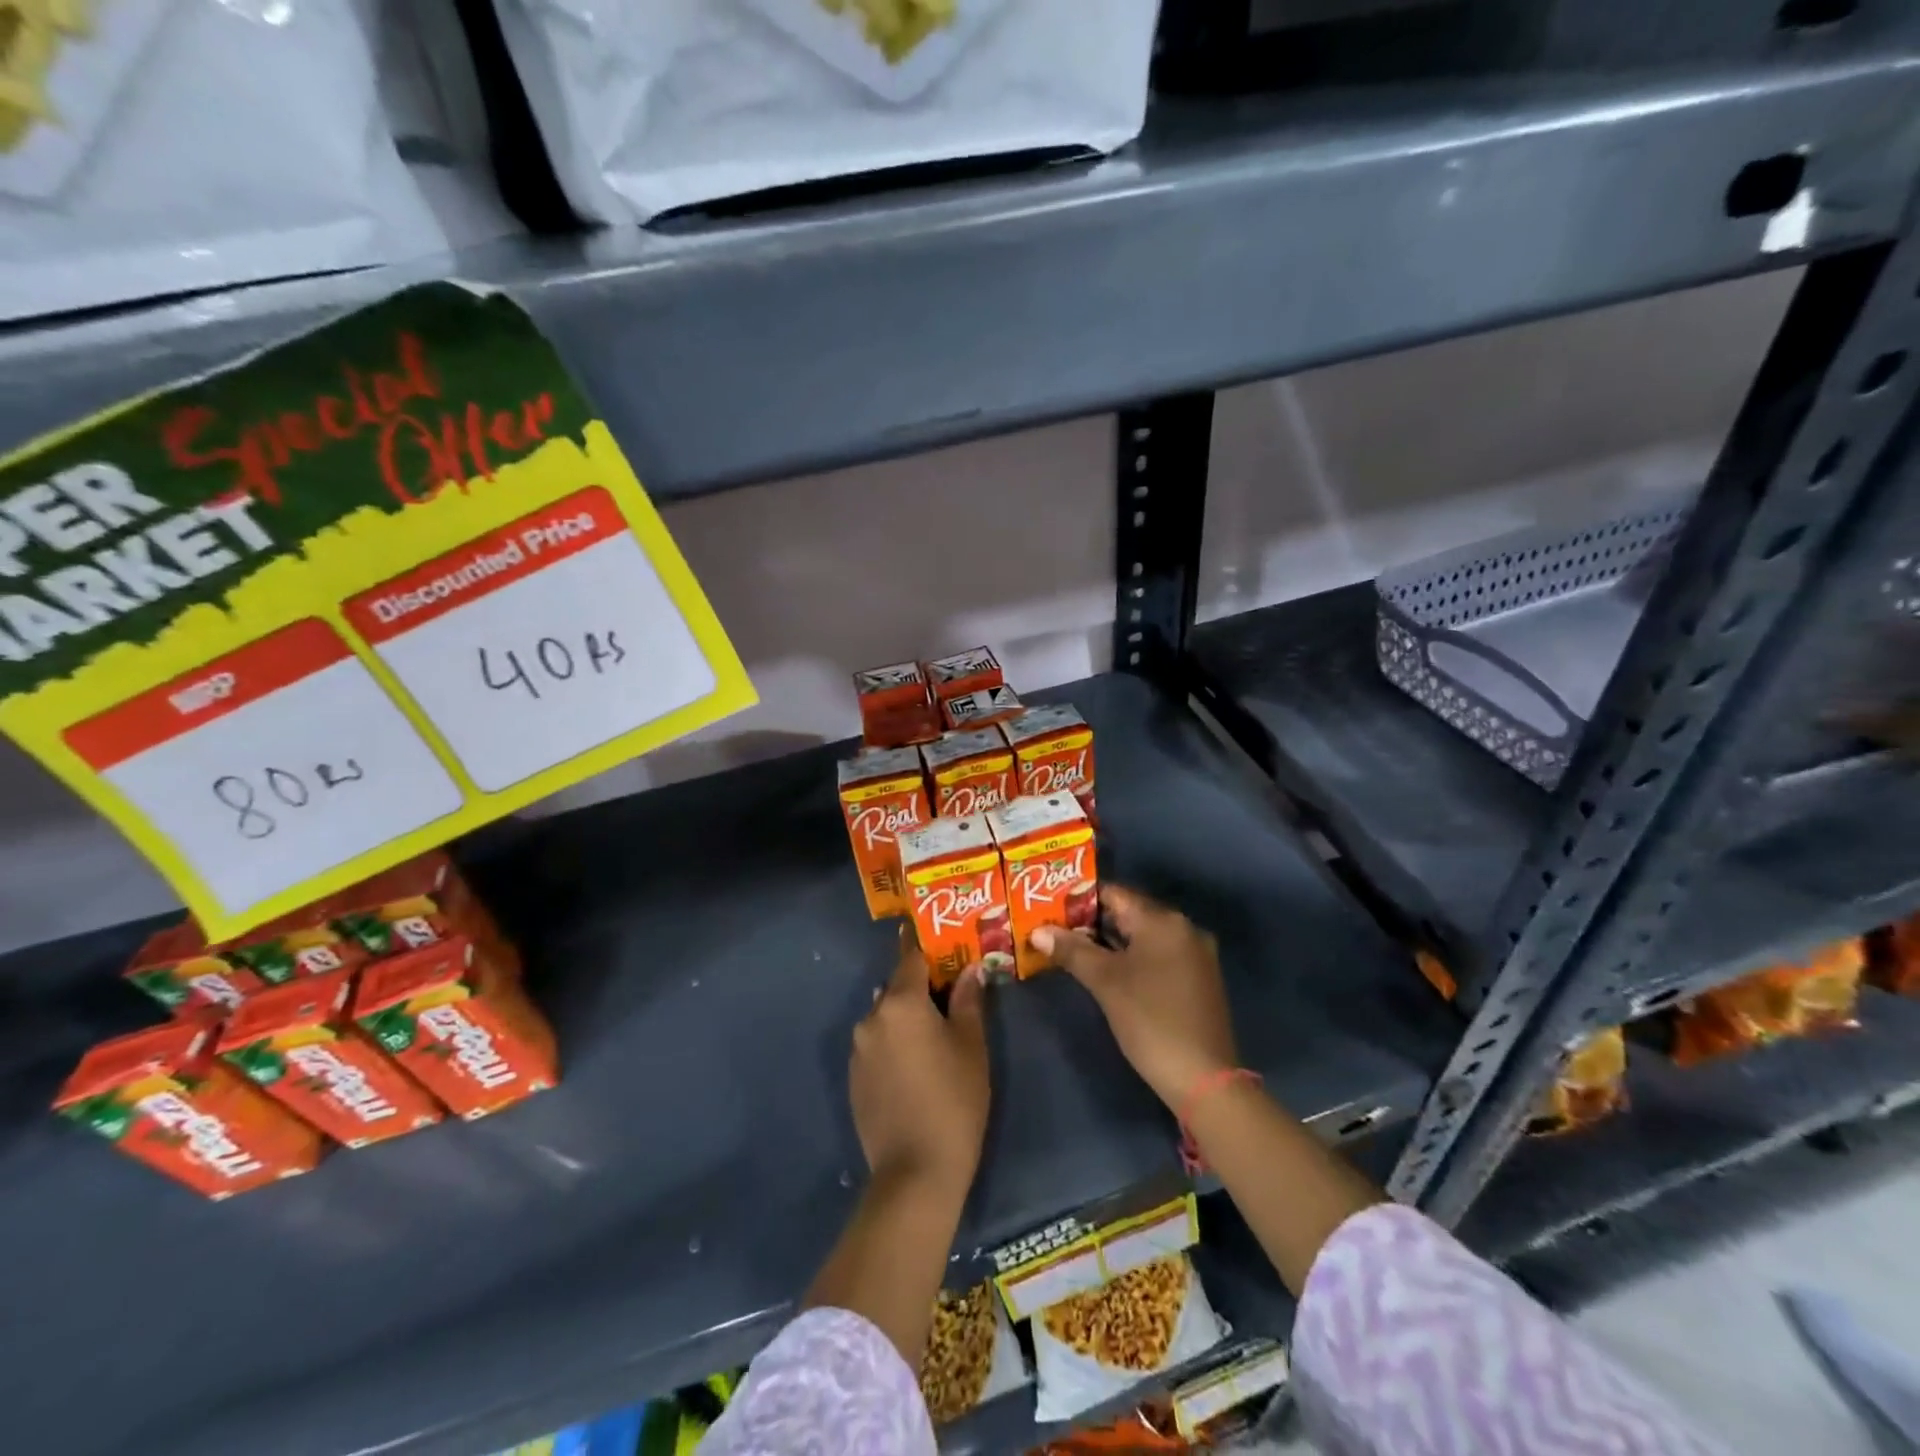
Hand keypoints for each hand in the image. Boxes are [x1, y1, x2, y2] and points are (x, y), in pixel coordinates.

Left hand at [849, 932, 989, 1192]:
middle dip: (920, 987)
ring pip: (885, 1017)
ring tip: (935, 1036)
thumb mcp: (971, 1046)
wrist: (915, 1173)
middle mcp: (871, 1017)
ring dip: (906, 1018)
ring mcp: (858, 1049)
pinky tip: (915, 1067)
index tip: (939, 939)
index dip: (927, 947)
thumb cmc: (954, 1100)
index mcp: (901, 1003)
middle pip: (896, 988)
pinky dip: (893, 1044)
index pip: (911, 957)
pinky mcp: (853, 1077)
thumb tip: (969, 970)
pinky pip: (876, 1044)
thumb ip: (968, 1001)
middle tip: (949, 995)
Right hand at [1033, 886, 1237, 1110]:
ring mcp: (1194, 954)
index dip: (1079, 899)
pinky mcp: (1197, 978)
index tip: (1050, 908)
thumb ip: (1071, 950)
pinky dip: (1131, 957)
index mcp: (1163, 920)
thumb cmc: (1150, 1020)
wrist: (1204, 1078)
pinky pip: (1157, 954)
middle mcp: (1183, 928)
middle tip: (1054, 930)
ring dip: (1109, 941)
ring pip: (1142, 936)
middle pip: (1128, 913)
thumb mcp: (1105, 982)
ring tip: (1072, 949)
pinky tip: (1107, 972)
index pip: (1114, 893)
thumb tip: (1038, 931)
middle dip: (1091, 922)